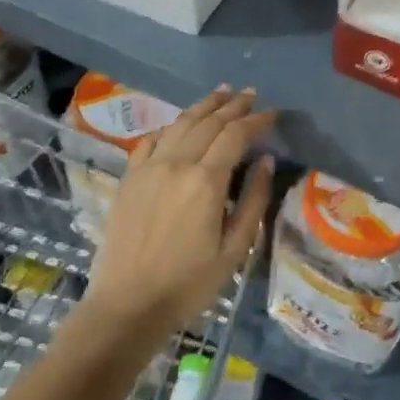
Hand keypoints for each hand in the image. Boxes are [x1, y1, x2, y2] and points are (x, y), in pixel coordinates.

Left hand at [82, 87, 276, 337]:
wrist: (127, 305)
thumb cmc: (189, 283)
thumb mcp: (235, 248)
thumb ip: (253, 200)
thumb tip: (266, 162)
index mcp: (205, 181)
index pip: (235, 135)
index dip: (256, 120)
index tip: (273, 113)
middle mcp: (175, 164)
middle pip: (208, 123)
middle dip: (232, 106)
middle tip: (250, 94)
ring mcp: (147, 169)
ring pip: (179, 125)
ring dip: (203, 107)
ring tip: (221, 93)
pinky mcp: (129, 179)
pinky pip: (150, 142)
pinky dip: (169, 128)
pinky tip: (177, 125)